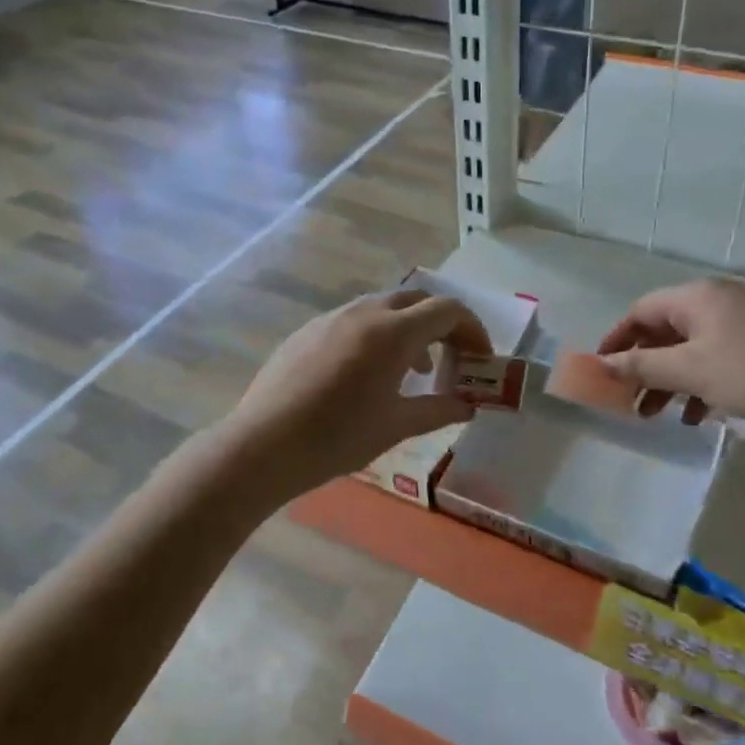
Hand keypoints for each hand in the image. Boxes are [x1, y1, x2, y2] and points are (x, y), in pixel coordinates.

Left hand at [222, 289, 492, 500]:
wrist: (263, 445)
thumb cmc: (337, 438)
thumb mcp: (396, 426)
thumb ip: (439, 410)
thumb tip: (468, 406)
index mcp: (392, 332)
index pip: (447, 310)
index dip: (473, 330)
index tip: (480, 359)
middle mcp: (364, 313)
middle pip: (417, 299)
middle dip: (442, 323)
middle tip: (453, 358)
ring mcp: (331, 318)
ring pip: (383, 307)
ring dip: (409, 328)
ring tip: (414, 369)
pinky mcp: (307, 331)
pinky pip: (354, 320)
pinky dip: (378, 334)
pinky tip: (367, 374)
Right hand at [597, 278, 744, 437]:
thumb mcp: (692, 371)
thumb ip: (643, 366)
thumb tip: (601, 363)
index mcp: (699, 297)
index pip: (642, 311)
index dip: (617, 339)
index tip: (601, 370)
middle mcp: (719, 304)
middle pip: (664, 331)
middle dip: (643, 367)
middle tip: (627, 400)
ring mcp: (743, 327)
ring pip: (690, 351)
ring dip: (668, 381)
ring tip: (654, 415)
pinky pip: (716, 363)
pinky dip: (699, 386)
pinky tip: (695, 417)